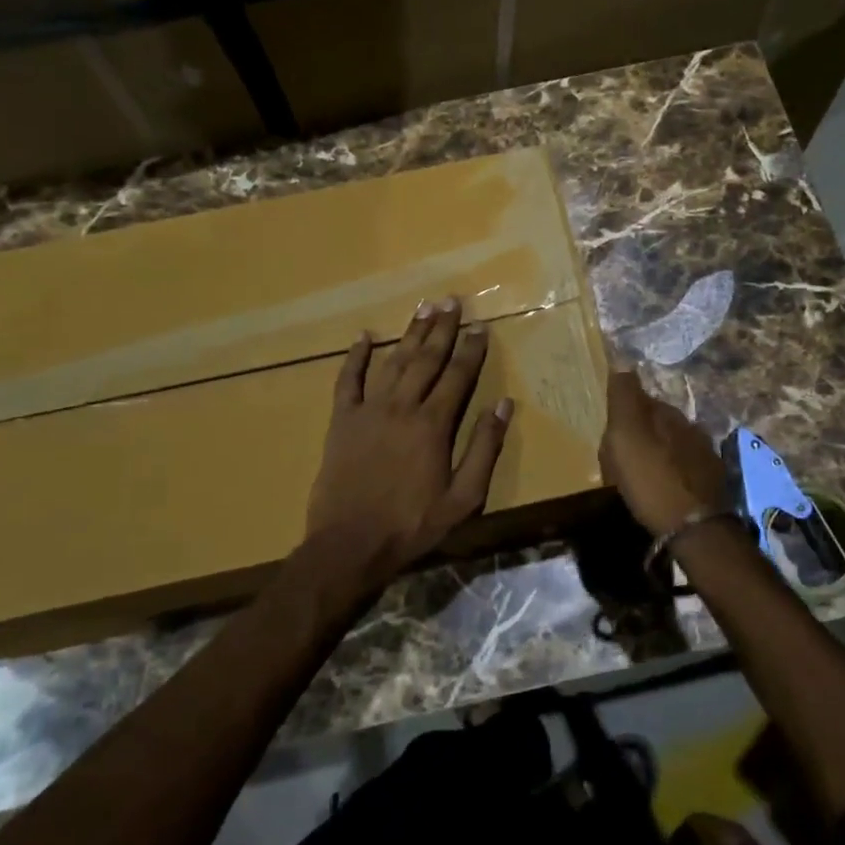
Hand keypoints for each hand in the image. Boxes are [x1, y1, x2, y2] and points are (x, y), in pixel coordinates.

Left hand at [305, 298, 512, 582]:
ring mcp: (368, 410)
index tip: (481, 326)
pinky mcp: (341, 420)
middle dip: (442, 328)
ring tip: (424, 308)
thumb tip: (503, 405)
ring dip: (410, 333)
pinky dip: (356, 356)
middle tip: (452, 301)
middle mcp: (402, 406)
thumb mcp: (463, 497)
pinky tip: (365, 336)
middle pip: (426, 359)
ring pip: (393, 361)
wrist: (350, 544)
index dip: (471, 349)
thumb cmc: (412, 524)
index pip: (458, 375)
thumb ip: (484, 448)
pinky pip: (347, 380)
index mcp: (433, 424)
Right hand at [599, 368, 728, 538]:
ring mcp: (706, 456)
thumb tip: (623, 364)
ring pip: (674, 445)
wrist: (694, 528)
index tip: (610, 429)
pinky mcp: (712, 484)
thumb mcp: (626, 435)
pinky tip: (663, 489)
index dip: (624, 411)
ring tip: (641, 475)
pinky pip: (684, 469)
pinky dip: (672, 474)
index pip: (643, 399)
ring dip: (658, 453)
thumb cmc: (651, 479)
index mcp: (668, 413)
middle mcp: (691, 427)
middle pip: (660, 422)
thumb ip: (624, 398)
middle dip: (642, 432)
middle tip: (621, 454)